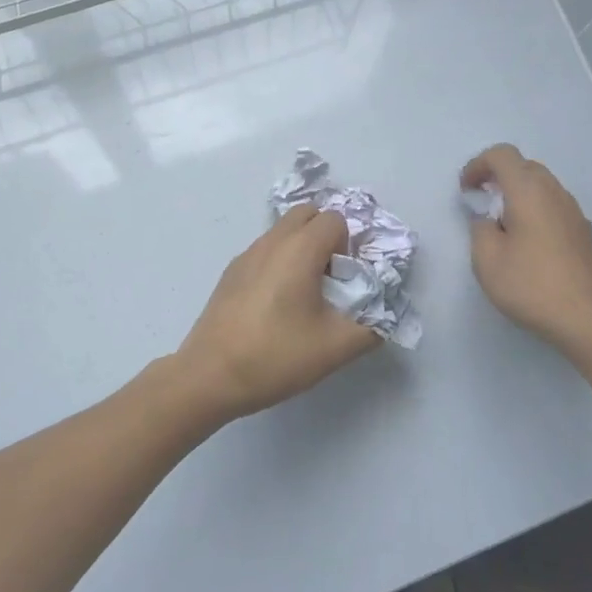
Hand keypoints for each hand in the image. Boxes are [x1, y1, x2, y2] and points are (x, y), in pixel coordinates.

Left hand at [174, 205, 381, 420]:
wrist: (209, 376)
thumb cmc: (275, 356)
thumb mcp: (335, 348)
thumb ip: (372, 327)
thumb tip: (382, 315)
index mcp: (299, 249)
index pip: (335, 219)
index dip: (350, 244)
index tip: (348, 279)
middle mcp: (271, 241)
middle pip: (308, 214)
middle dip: (327, 236)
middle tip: (332, 278)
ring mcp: (246, 255)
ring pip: (284, 231)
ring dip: (303, 248)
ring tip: (306, 294)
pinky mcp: (231, 272)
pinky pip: (266, 250)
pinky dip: (280, 261)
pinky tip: (278, 304)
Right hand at [463, 144, 591, 348]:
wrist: (588, 318)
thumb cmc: (531, 286)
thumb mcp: (486, 259)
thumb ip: (479, 228)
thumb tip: (488, 218)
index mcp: (528, 191)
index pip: (502, 155)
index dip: (478, 165)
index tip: (467, 191)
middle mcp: (555, 192)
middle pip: (524, 166)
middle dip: (498, 178)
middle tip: (482, 205)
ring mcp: (574, 211)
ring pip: (542, 186)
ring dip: (518, 195)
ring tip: (504, 228)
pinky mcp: (584, 232)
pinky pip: (554, 206)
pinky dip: (535, 211)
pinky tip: (529, 245)